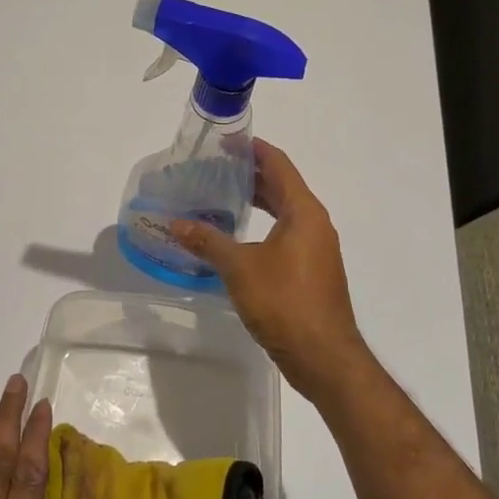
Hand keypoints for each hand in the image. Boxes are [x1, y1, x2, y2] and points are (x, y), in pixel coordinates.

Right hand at [171, 140, 371, 405]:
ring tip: (219, 197)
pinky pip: (285, 235)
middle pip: (282, 186)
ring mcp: (316, 249)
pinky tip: (235, 238)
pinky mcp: (311, 272)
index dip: (253, 149)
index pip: (279, 165)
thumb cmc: (284, 302)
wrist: (324, 356)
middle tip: (214, 169)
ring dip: (256, 202)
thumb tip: (174, 224)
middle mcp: (314, 224)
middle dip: (250, 175)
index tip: (226, 141)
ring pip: (283, 213)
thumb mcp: (240, 268)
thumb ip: (207, 241)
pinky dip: (262, 227)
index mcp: (304, 212)